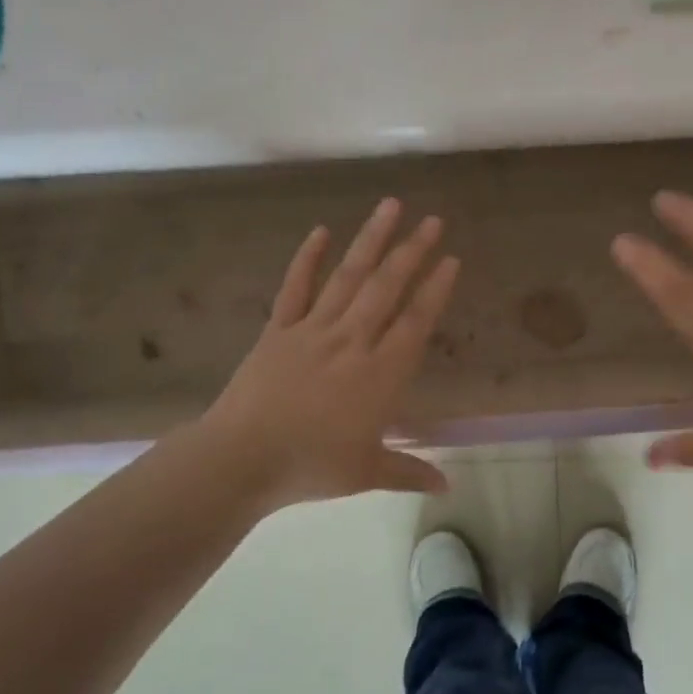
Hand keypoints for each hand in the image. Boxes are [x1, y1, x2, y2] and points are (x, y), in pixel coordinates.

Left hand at [197, 198, 459, 512]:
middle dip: (412, 251)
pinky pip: (295, 287)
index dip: (435, 289)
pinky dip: (307, 258)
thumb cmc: (310, 466)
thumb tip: (448, 488)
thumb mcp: (366, 473)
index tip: (451, 259)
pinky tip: (320, 231)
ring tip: (389, 206)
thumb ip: (409, 472)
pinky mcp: (278, 329)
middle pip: (387, 288)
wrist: (241, 458)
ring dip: (371, 240)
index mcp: (380, 374)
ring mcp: (313, 330)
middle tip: (432, 220)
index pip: (416, 321)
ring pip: (348, 277)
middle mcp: (352, 341)